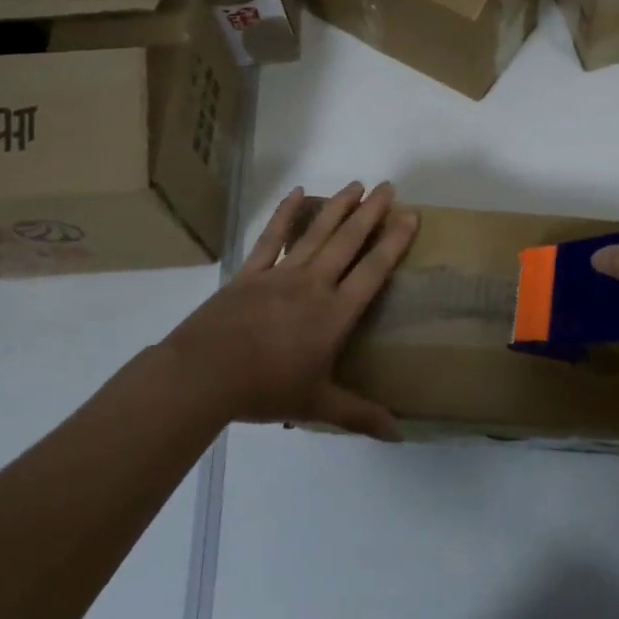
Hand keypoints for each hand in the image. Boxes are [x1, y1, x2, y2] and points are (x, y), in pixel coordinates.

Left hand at [166, 181, 417, 439]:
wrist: (206, 374)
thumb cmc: (266, 389)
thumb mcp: (317, 404)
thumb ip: (359, 415)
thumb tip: (399, 434)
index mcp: (334, 313)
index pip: (373, 271)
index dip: (394, 242)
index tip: (412, 215)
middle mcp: (314, 284)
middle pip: (348, 241)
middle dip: (371, 213)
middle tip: (389, 187)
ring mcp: (280, 274)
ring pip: (316, 233)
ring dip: (337, 207)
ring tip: (356, 184)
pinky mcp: (251, 272)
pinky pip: (271, 237)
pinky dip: (285, 213)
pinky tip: (297, 192)